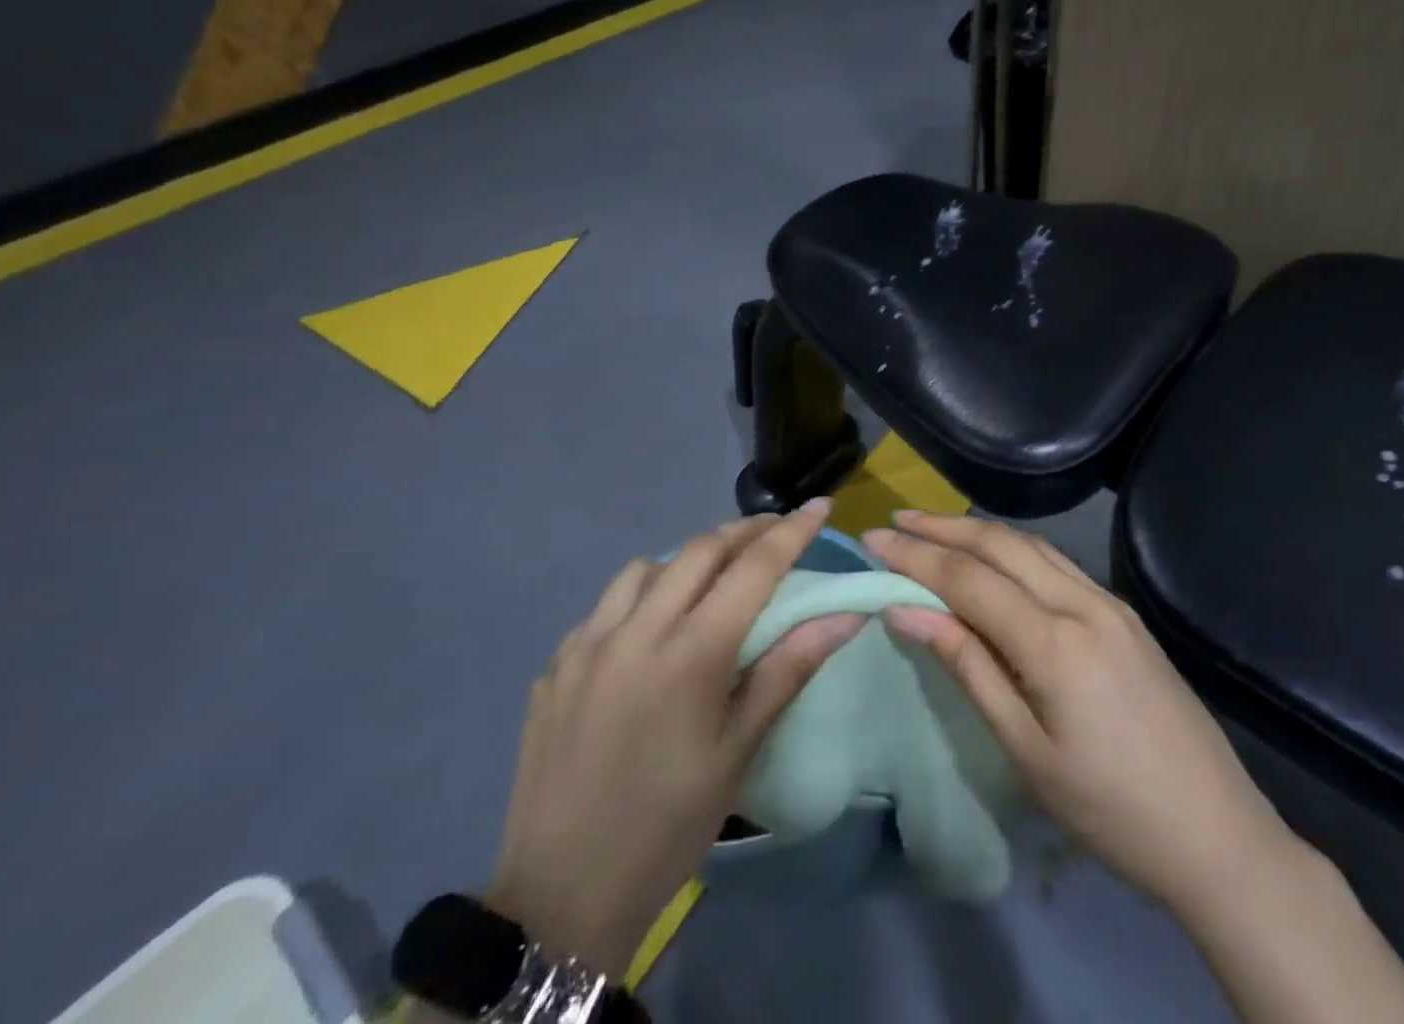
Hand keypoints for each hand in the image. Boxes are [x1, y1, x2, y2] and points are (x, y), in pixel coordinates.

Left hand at [488, 500, 864, 975]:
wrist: (561, 897)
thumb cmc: (669, 825)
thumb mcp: (739, 751)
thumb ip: (790, 669)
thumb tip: (846, 614)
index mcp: (690, 654)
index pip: (753, 568)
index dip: (792, 532)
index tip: (821, 505)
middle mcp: (637, 631)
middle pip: (700, 550)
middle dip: (745, 531)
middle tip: (775, 533)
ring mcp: (587, 644)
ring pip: (648, 567)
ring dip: (690, 559)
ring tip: (712, 580)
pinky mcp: (556, 665)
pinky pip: (608, 604)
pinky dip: (644, 594)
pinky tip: (652, 628)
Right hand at [865, 513, 1298, 916]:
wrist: (1215, 830)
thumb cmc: (1109, 809)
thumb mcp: (1025, 749)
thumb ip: (968, 667)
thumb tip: (907, 611)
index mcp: (1055, 642)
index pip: (970, 579)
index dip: (917, 556)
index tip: (874, 539)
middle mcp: (1084, 603)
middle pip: (1003, 545)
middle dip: (945, 527)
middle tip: (898, 520)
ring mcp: (1110, 603)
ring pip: (1033, 546)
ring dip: (981, 531)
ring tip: (935, 528)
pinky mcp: (1124, 614)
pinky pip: (1059, 564)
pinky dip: (1016, 549)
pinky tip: (996, 558)